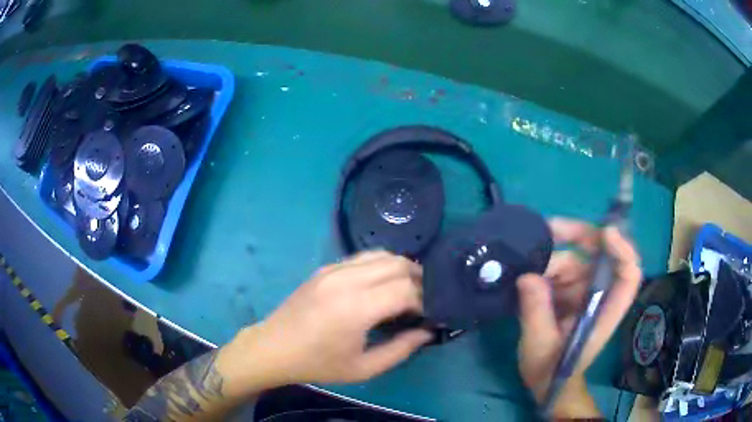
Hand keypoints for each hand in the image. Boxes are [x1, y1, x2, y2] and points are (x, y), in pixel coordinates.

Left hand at [223, 251, 432, 392]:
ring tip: (407, 290)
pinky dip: (382, 265)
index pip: (406, 289)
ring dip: (402, 268)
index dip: (425, 300)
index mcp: (356, 308)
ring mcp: (334, 269)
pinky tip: (382, 284)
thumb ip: (400, 349)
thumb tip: (427, 331)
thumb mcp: (363, 368)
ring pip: (382, 254)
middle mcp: (346, 280)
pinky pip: (363, 257)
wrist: (274, 348)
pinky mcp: (326, 268)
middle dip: (419, 280)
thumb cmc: (318, 364)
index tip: (429, 315)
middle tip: (423, 301)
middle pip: (398, 264)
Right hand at [517, 218, 641, 416]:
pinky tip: (524, 273)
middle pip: (601, 254)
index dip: (623, 249)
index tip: (605, 233)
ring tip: (523, 267)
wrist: (546, 384)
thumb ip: (536, 312)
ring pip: (572, 260)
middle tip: (548, 228)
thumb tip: (526, 276)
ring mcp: (584, 292)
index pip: (628, 274)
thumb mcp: (540, 345)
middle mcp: (599, 295)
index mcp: (605, 310)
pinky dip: (542, 268)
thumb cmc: (550, 370)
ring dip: (548, 259)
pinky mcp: (569, 293)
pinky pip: (558, 270)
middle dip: (578, 236)